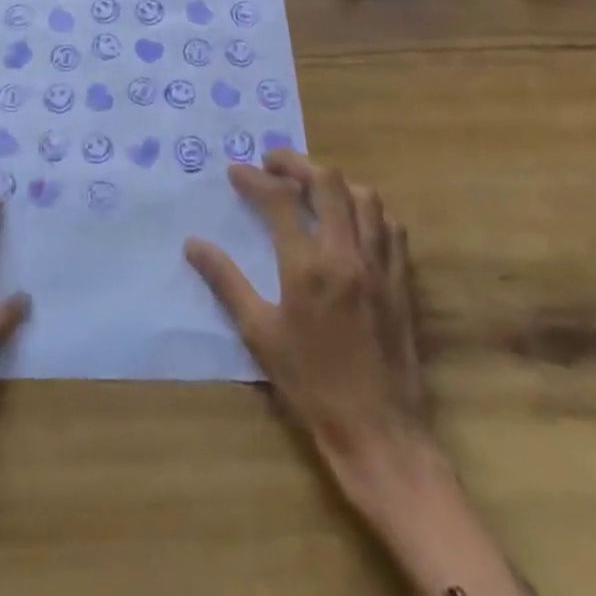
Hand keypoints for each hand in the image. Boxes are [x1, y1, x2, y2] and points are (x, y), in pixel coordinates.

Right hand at [185, 151, 429, 491]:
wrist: (380, 431)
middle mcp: (346, 254)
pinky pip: (391, 227)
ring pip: (365, 197)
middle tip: (274, 165)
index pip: (279, 199)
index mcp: (307, 266)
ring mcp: (380, 265)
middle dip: (296, 164)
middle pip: (327, 182)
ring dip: (335, 183)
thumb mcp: (259, 334)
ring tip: (312, 188)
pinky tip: (353, 221)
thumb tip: (192, 244)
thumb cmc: (311, 384)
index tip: (235, 172)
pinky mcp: (402, 280)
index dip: (254, 178)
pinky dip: (369, 211)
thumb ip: (226, 281)